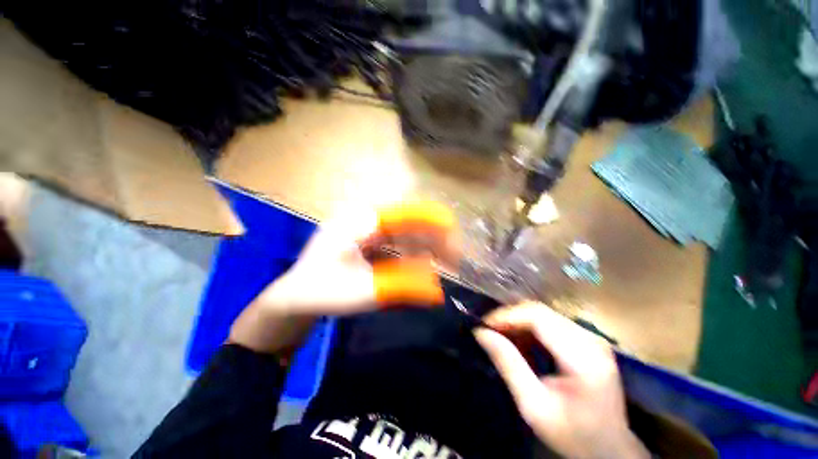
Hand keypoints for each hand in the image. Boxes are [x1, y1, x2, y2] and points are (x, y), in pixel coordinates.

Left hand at [229, 203, 455, 354]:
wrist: (295, 298)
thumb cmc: (322, 292)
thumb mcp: (364, 292)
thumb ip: (402, 288)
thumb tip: (437, 289)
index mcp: (358, 223)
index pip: (402, 214)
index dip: (429, 218)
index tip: (452, 226)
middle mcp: (363, 220)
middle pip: (406, 223)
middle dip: (431, 237)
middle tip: (452, 254)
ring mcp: (364, 230)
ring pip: (402, 233)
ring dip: (423, 246)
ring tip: (443, 261)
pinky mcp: (365, 241)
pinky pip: (394, 243)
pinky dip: (410, 253)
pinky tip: (421, 264)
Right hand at [474, 303, 648, 458]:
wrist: (609, 448)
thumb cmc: (572, 434)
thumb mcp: (534, 406)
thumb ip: (508, 365)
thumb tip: (481, 333)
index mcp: (583, 358)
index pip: (538, 318)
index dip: (507, 316)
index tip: (484, 325)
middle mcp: (590, 339)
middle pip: (540, 311)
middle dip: (509, 317)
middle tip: (488, 330)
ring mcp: (591, 337)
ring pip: (543, 313)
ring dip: (518, 321)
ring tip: (500, 336)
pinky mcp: (587, 339)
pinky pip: (550, 321)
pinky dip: (529, 327)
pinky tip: (520, 342)